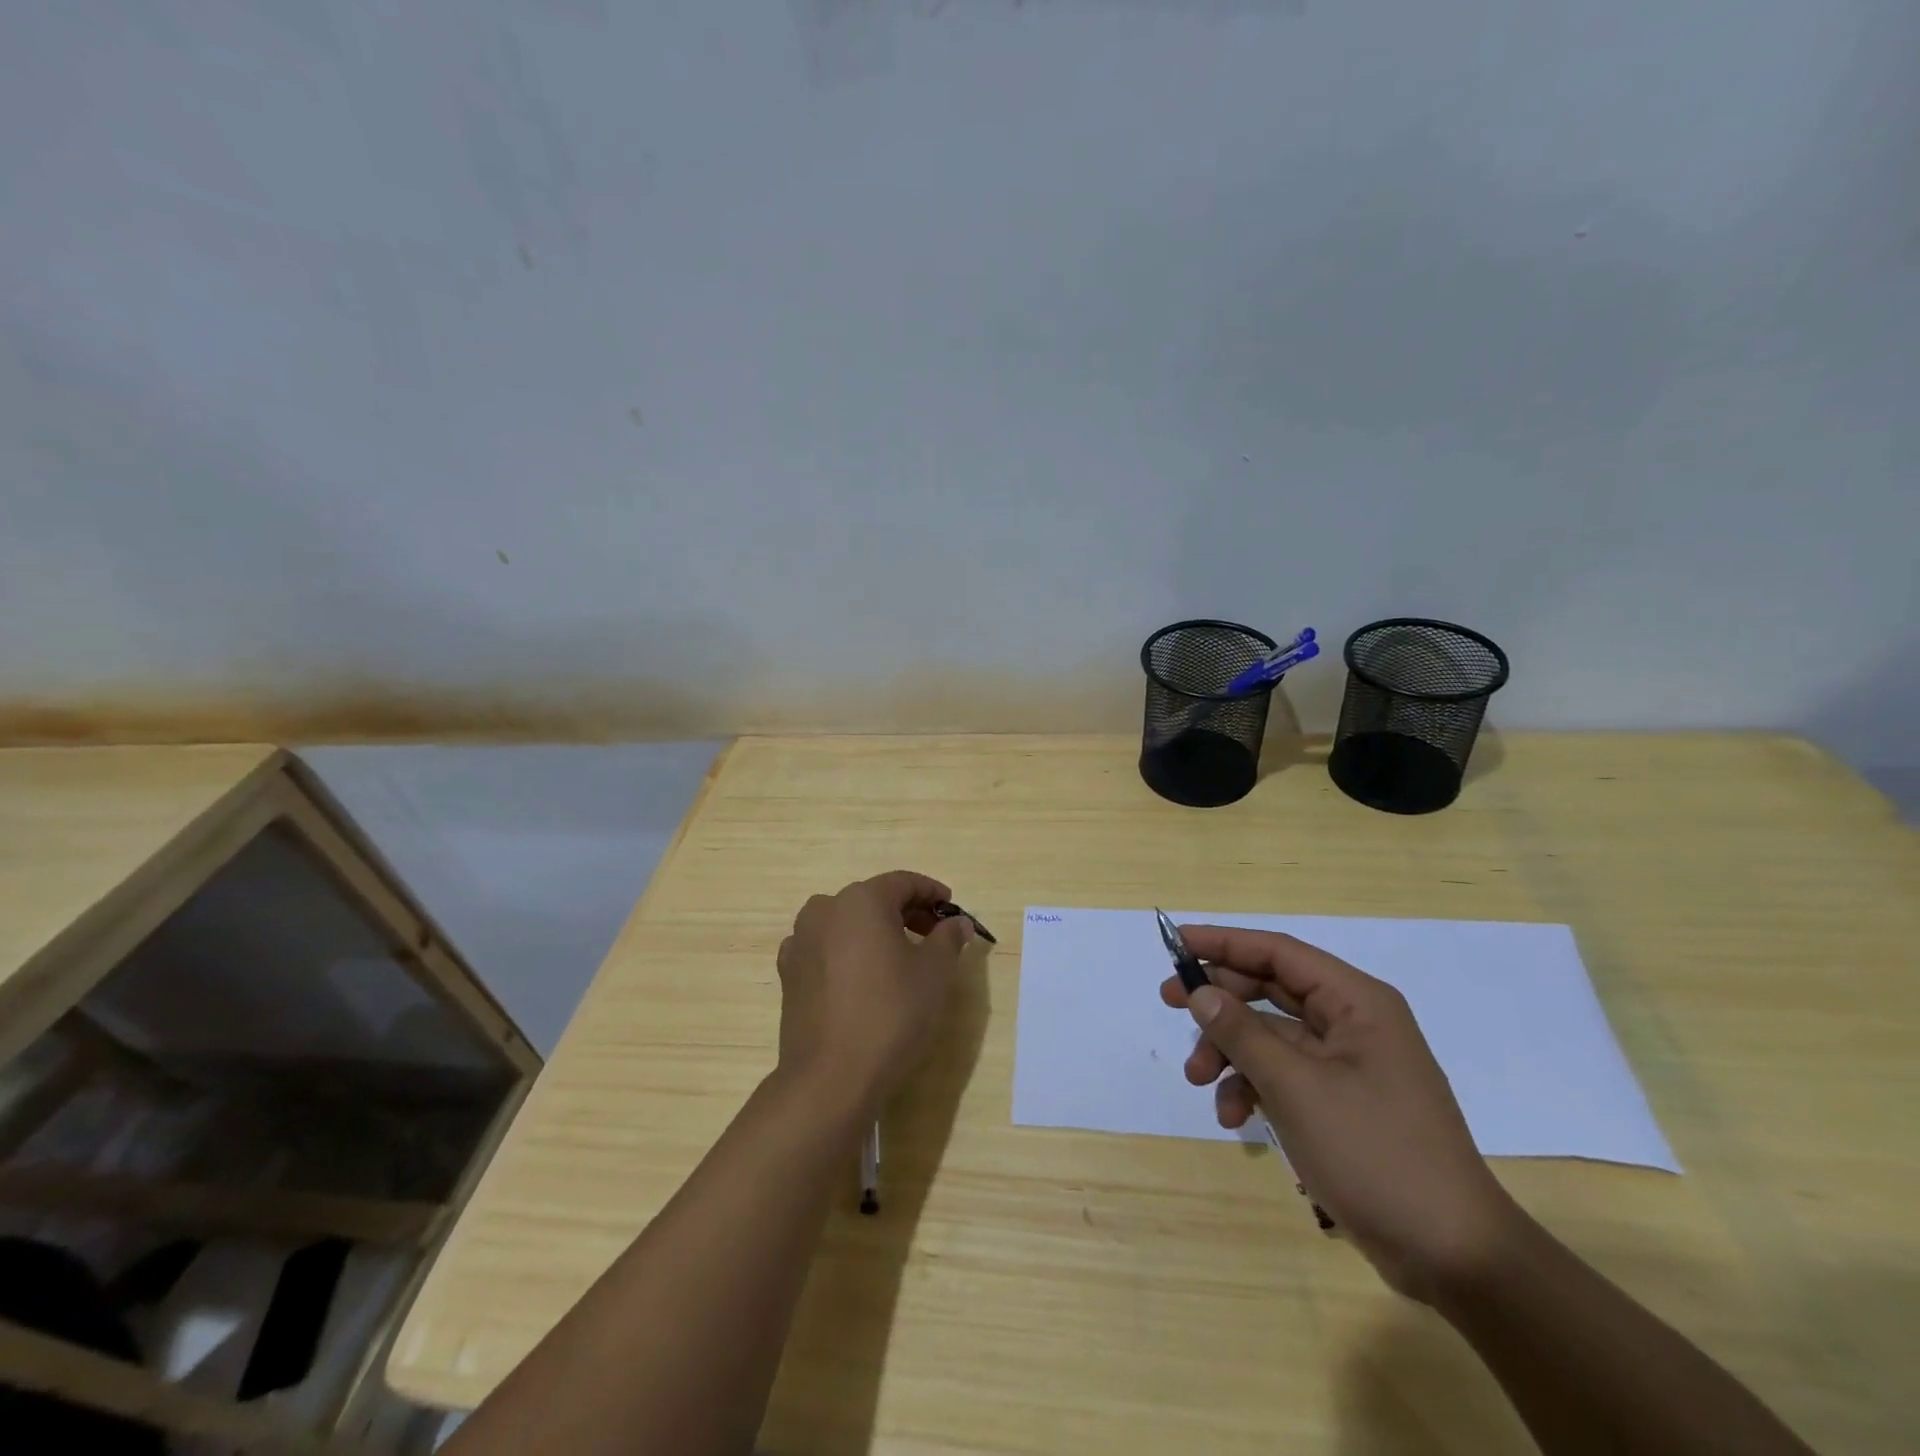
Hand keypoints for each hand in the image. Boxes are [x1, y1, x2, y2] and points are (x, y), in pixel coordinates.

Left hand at [775, 871, 974, 1116]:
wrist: (831, 1077)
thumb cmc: (891, 1015)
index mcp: (861, 900)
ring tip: (899, 957)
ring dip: (874, 931)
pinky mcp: (788, 973)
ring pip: (846, 923)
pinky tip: (861, 978)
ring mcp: (800, 941)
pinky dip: (847, 952)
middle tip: (934, 935)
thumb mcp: (935, 973)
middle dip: (906, 912)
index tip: (952, 910)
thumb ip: (948, 939)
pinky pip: (825, 948)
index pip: (903, 883)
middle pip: (873, 899)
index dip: (932, 893)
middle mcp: (825, 909)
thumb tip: (957, 924)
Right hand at [1160, 926, 1520, 1303]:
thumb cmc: (1375, 1153)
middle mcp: (1353, 1022)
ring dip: (1230, 1052)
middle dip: (1220, 1002)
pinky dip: (1252, 1087)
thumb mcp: (1296, 1087)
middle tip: (1169, 1003)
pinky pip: (1283, 1075)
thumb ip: (1242, 1032)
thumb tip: (1201, 991)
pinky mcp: (1340, 1101)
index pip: (1278, 952)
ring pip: (1270, 1035)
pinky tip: (1234, 1117)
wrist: (1453, 1255)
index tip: (1176, 943)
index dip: (1224, 942)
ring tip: (1197, 1080)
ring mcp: (1347, 1064)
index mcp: (1356, 1002)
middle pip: (1270, 990)